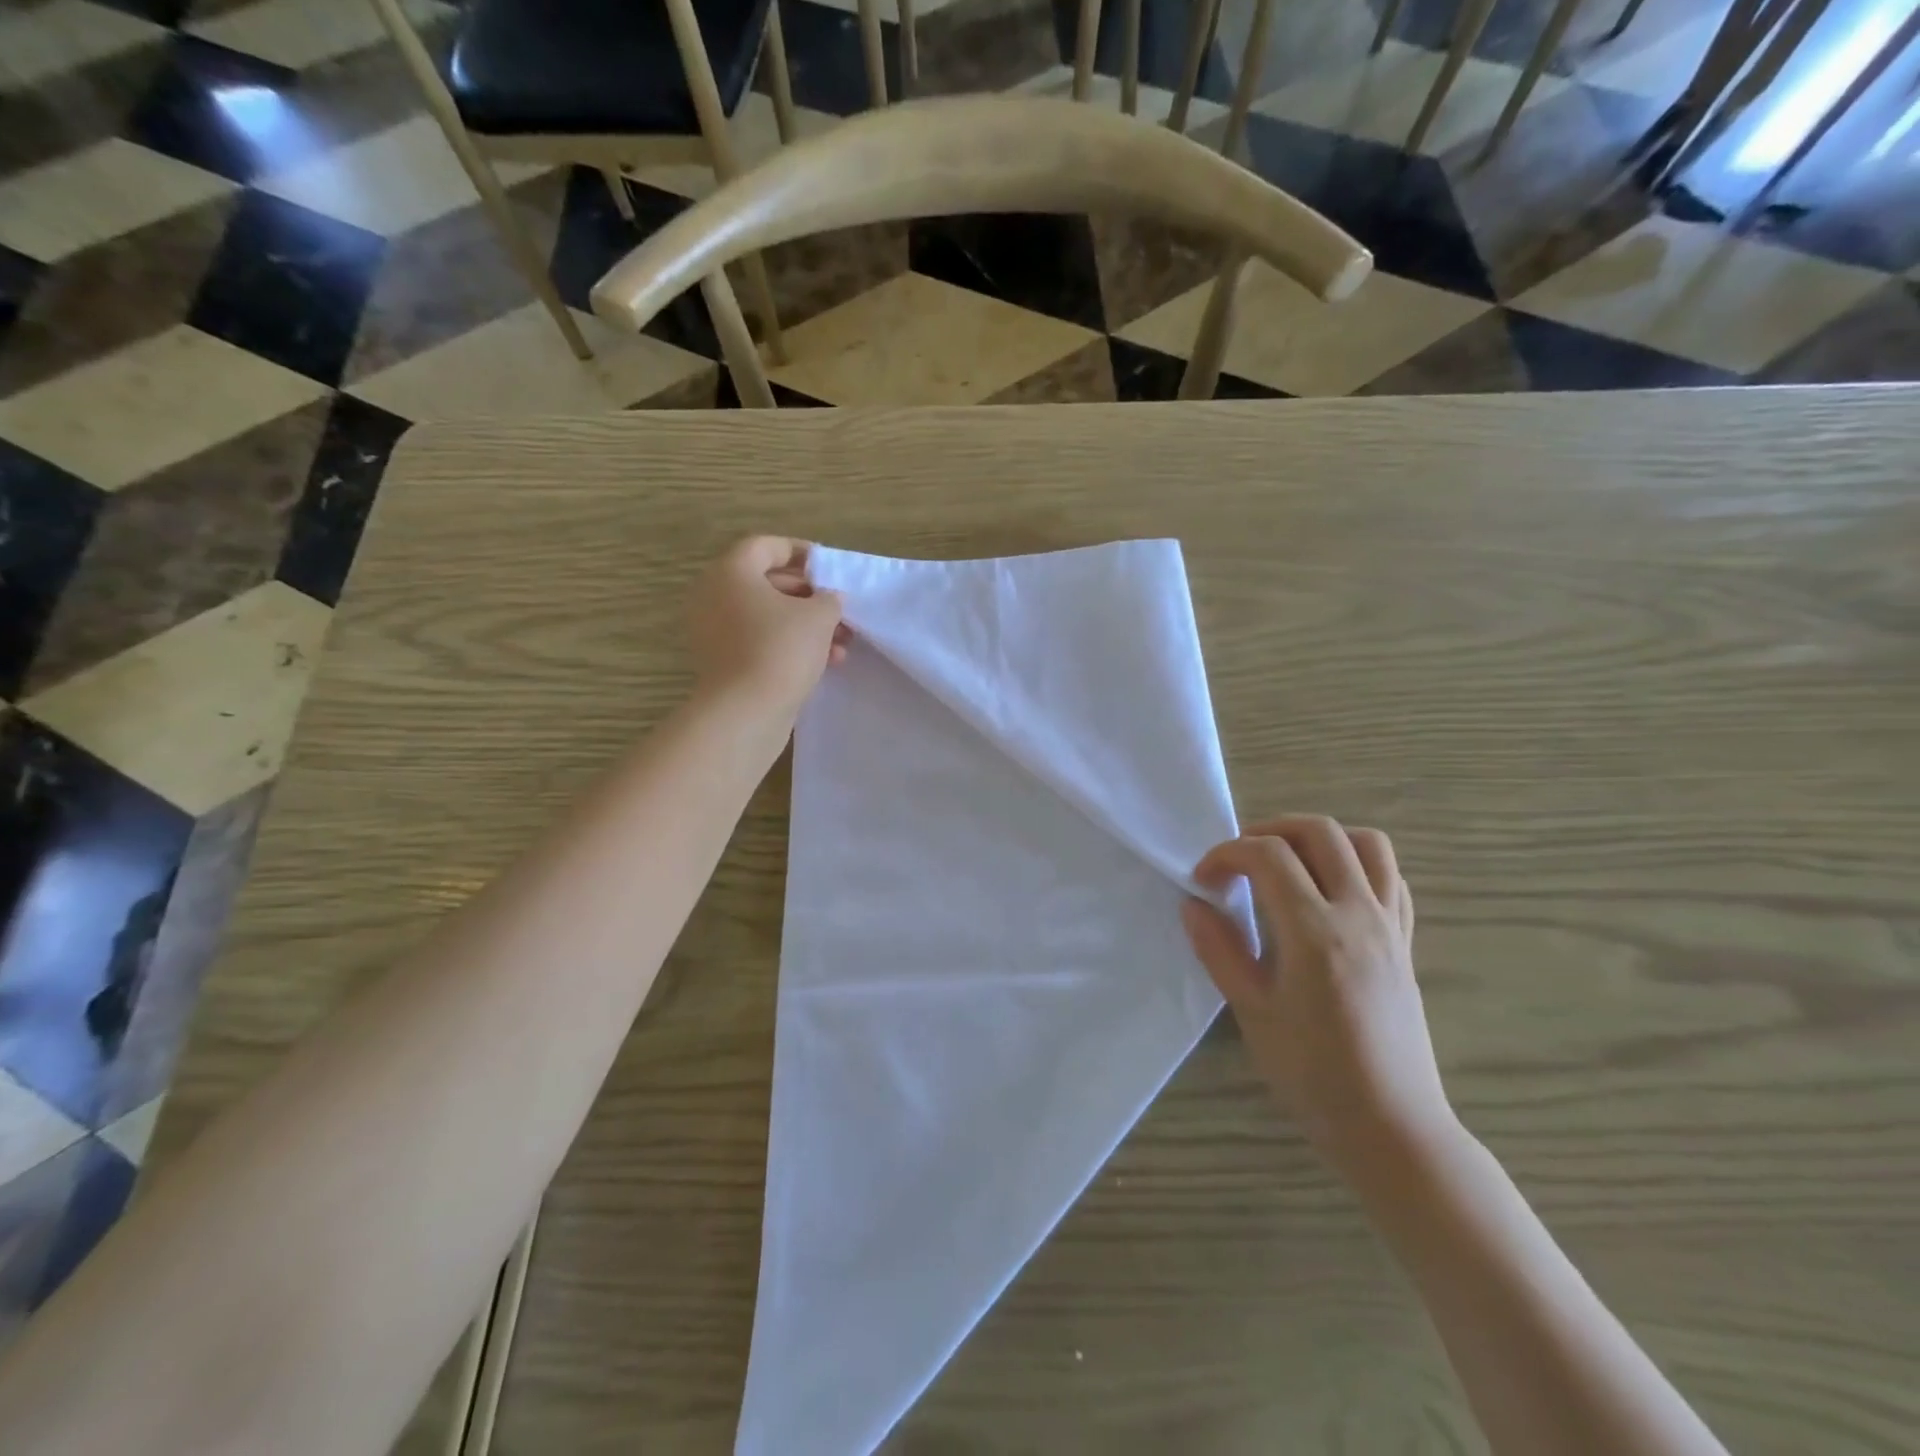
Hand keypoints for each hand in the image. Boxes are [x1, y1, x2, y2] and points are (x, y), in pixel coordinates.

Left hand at [687, 537, 847, 715]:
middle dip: (810, 596)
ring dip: (805, 626)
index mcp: (731, 572)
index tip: (828, 567)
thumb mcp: (819, 616)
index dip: (800, 552)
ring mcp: (715, 632)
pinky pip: (759, 642)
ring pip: (767, 617)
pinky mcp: (722, 662)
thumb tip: (828, 598)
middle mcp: (714, 596)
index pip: (766, 547)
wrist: (746, 712)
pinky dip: (789, 646)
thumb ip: (829, 598)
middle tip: (840, 610)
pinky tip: (824, 663)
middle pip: (767, 583)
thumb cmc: (781, 649)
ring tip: (841, 643)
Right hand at [1182, 816, 1453, 1173]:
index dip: (1227, 854)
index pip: (1268, 855)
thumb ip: (1219, 949)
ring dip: (1320, 839)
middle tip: (1240, 861)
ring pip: (1366, 843)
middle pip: (1319, 831)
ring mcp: (1390, 926)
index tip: (1204, 881)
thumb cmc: (1311, 1073)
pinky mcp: (1406, 942)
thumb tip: (1194, 904)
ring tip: (1288, 864)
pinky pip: (1391, 878)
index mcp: (1314, 932)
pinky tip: (1330, 891)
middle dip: (1270, 830)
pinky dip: (1357, 864)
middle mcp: (1358, 915)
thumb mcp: (1251, 1011)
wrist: (1390, 1125)